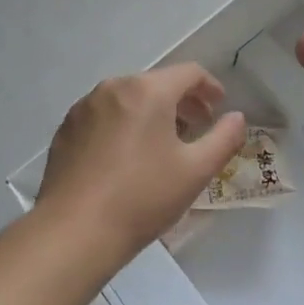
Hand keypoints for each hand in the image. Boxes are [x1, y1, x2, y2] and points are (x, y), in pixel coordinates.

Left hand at [36, 64, 248, 268]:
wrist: (73, 232)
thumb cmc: (142, 198)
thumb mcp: (195, 171)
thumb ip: (224, 138)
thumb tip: (237, 117)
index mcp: (147, 90)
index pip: (188, 73)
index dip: (209, 86)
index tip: (219, 107)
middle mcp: (114, 87)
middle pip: (156, 83)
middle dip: (181, 101)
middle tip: (197, 127)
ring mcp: (84, 106)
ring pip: (128, 98)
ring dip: (151, 112)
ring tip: (163, 144)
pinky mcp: (66, 129)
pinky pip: (104, 115)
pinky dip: (123, 124)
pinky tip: (126, 157)